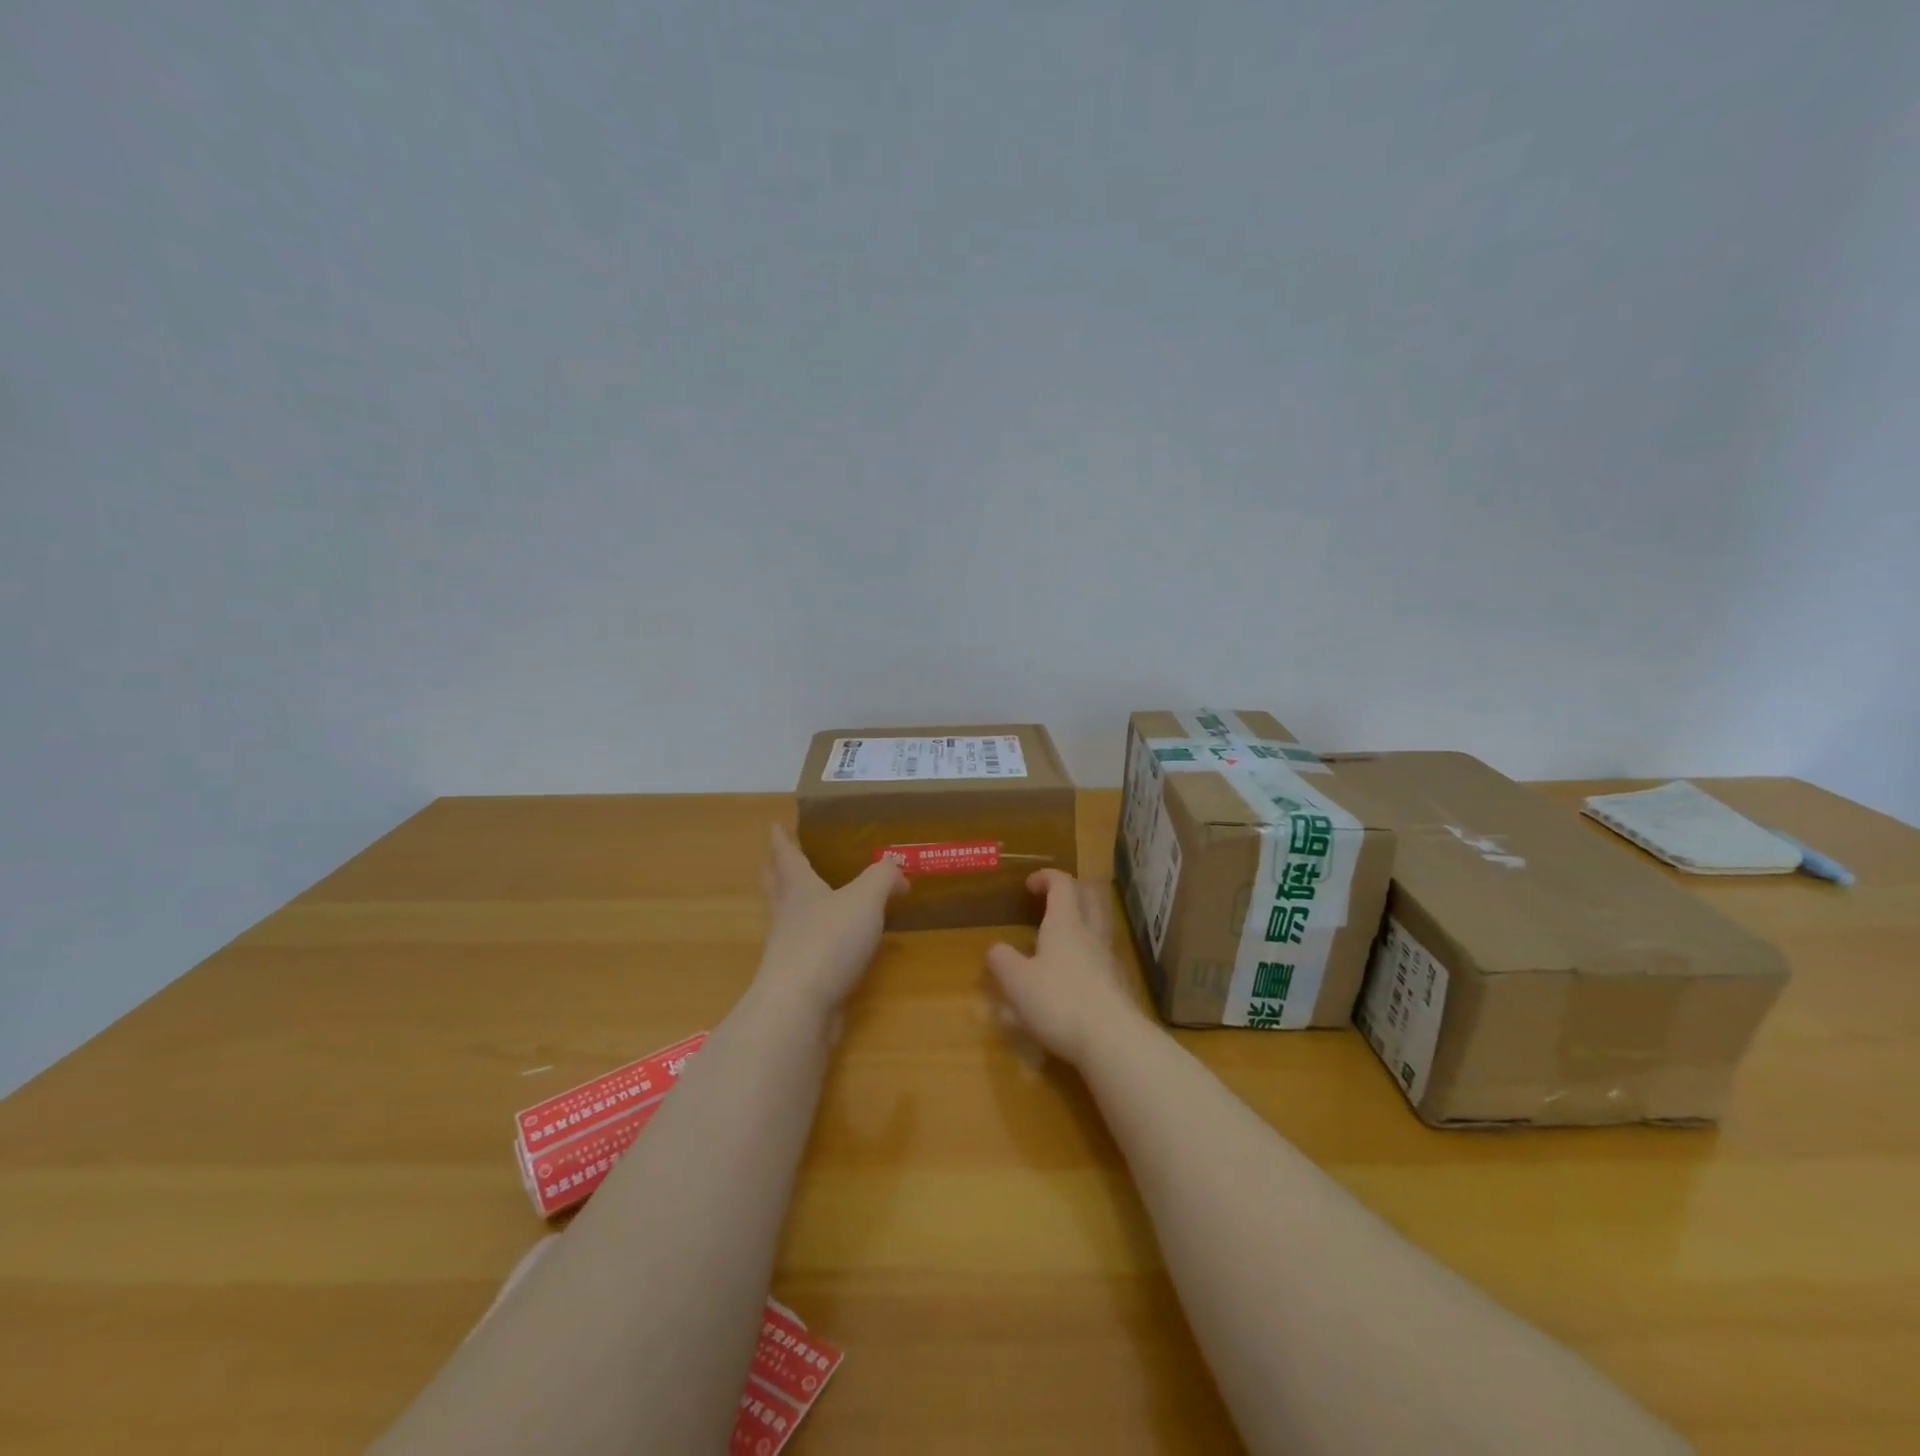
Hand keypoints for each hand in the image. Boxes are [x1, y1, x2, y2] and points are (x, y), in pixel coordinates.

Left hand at [754, 824, 905, 1019]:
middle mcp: (787, 915)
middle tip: (775, 859)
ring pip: (787, 919)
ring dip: (792, 906)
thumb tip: (898, 872)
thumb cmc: (829, 940)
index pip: (787, 856)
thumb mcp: (865, 899)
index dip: (782, 840)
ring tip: (807, 900)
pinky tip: (832, 946)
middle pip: (777, 886)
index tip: (774, 825)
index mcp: (799, 888)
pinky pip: (805, 951)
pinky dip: (815, 941)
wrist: (799, 1006)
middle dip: (776, 871)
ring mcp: (788, 950)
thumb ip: (883, 877)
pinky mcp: (798, 980)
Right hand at [987, 870, 1146, 1067]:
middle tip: (1053, 899)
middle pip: (1090, 897)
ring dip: (1081, 922)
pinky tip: (1072, 975)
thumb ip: (1003, 961)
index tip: (1029, 884)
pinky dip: (1087, 954)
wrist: (1113, 1041)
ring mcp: (1109, 960)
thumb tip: (995, 949)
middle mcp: (1091, 934)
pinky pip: (1102, 956)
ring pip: (1099, 926)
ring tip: (1058, 938)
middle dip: (1072, 891)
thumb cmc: (1059, 1002)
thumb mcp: (1017, 983)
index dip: (1046, 877)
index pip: (1062, 884)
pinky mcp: (1118, 986)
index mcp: (1065, 924)